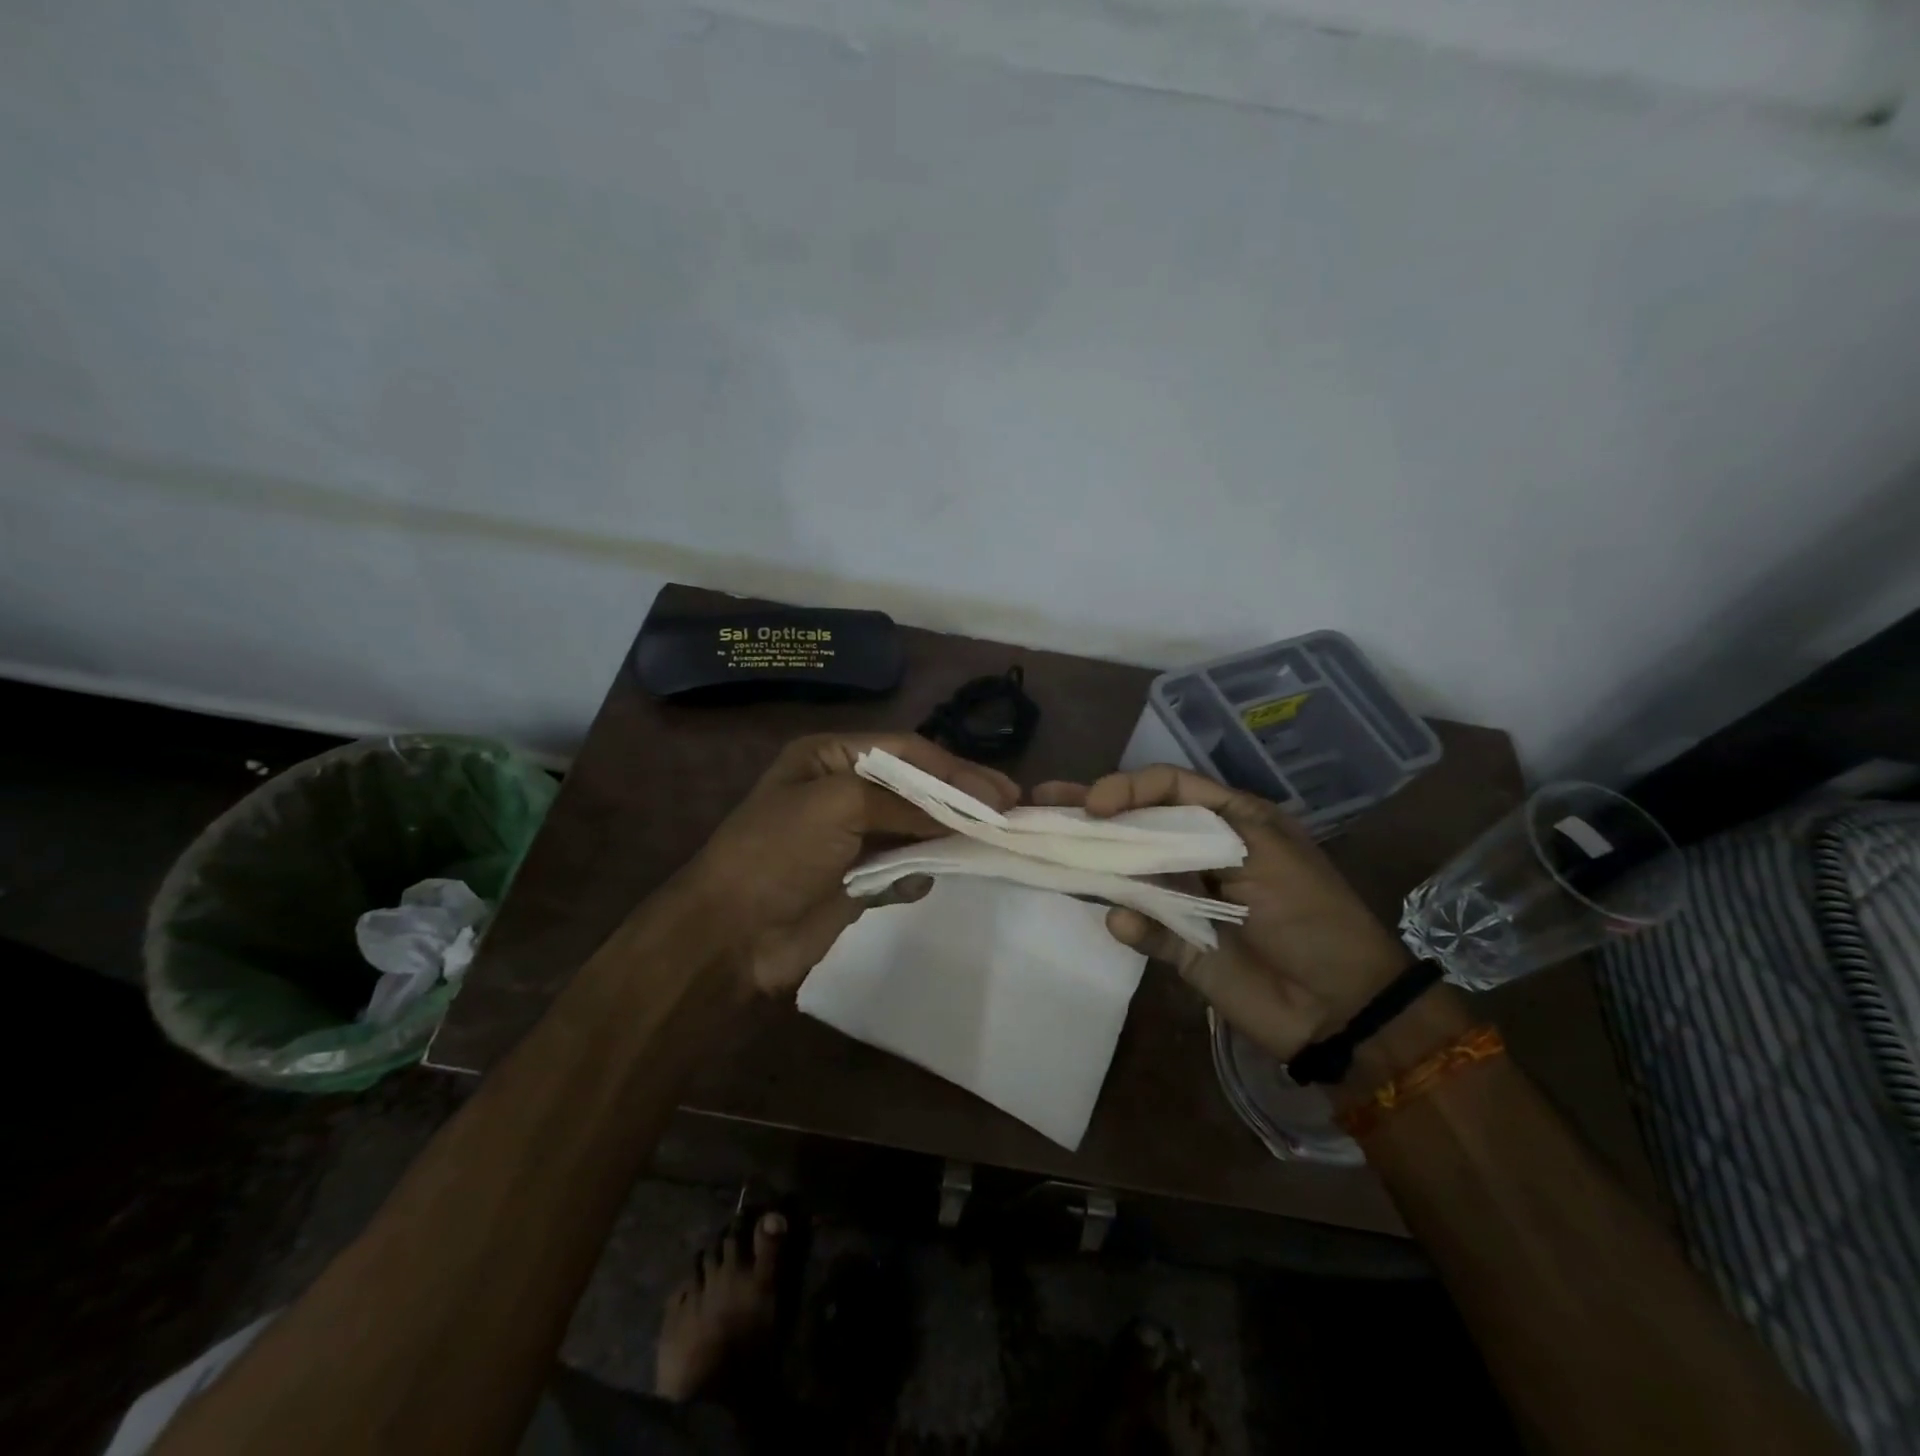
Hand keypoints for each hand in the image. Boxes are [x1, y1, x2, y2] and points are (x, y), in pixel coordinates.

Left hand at [683, 733, 1017, 997]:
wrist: (730, 935)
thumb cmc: (778, 852)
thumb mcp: (837, 804)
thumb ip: (904, 801)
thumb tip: (964, 812)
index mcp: (830, 757)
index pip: (906, 751)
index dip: (955, 768)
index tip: (1000, 790)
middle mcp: (843, 789)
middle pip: (915, 787)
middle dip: (959, 797)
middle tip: (1010, 809)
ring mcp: (851, 837)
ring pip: (914, 827)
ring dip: (946, 833)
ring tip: (991, 840)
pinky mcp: (857, 880)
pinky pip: (902, 866)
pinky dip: (918, 870)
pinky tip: (926, 876)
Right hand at [1033, 765, 1409, 1057]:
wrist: (1343, 1006)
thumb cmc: (1312, 914)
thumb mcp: (1265, 854)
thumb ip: (1193, 839)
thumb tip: (1126, 846)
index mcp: (1228, 820)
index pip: (1166, 788)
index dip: (1127, 787)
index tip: (1094, 804)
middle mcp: (1199, 851)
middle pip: (1136, 823)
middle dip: (1088, 811)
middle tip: (1040, 800)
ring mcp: (1186, 896)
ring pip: (1128, 870)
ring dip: (1090, 860)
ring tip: (1042, 846)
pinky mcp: (1179, 942)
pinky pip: (1139, 925)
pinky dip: (1126, 922)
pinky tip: (1116, 920)